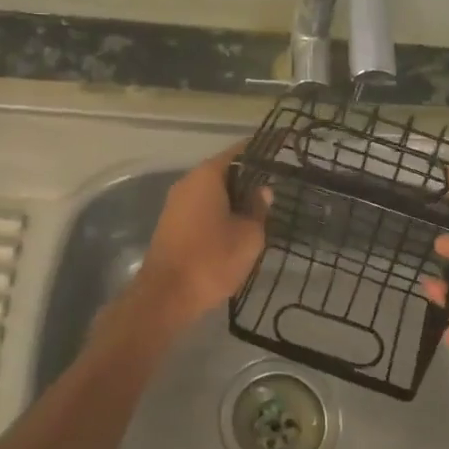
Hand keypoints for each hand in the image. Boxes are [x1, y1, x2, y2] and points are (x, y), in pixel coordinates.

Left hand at [132, 142, 268, 329]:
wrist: (166, 296)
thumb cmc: (212, 260)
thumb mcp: (248, 236)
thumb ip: (258, 209)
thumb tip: (263, 191)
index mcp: (206, 176)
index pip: (239, 152)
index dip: (261, 152)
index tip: (282, 153)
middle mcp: (188, 183)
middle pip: (224, 171)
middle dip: (249, 177)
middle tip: (278, 186)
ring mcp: (176, 204)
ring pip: (213, 192)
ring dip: (235, 198)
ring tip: (263, 209)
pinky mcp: (172, 225)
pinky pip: (202, 208)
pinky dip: (221, 212)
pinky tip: (239, 227)